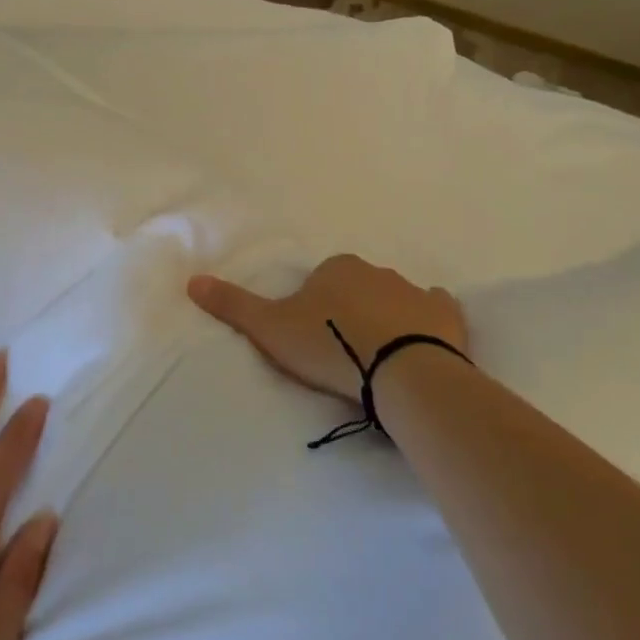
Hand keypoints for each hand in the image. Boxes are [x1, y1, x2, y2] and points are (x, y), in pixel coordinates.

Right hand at [188, 254, 467, 402]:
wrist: (400, 371)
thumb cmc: (330, 346)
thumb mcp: (271, 328)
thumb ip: (233, 304)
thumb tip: (192, 280)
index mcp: (336, 268)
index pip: (319, 281)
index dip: (312, 309)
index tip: (311, 339)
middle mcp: (375, 271)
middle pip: (355, 288)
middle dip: (348, 311)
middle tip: (341, 351)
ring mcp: (414, 291)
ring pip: (393, 299)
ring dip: (384, 318)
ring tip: (376, 358)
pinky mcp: (446, 315)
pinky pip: (434, 310)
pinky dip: (426, 320)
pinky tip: (419, 342)